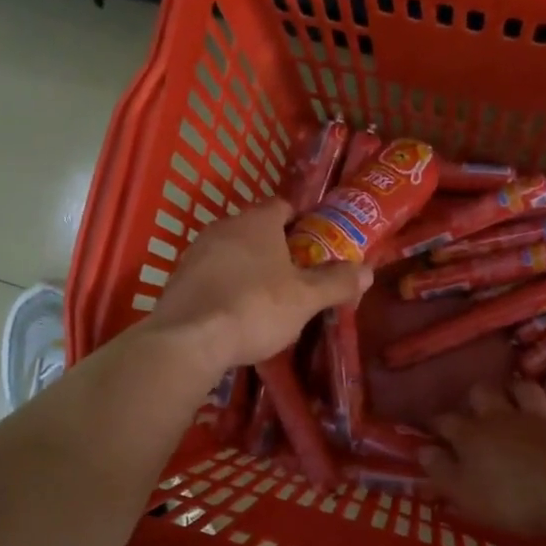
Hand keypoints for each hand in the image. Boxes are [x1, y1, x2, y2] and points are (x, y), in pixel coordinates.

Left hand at [148, 201, 368, 375]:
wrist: (189, 339)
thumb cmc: (255, 308)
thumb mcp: (305, 299)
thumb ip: (337, 283)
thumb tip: (368, 270)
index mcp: (257, 221)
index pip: (283, 206)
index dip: (302, 223)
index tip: (315, 245)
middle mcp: (223, 227)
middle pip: (255, 230)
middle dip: (275, 249)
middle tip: (295, 277)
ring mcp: (195, 252)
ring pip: (231, 253)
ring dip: (247, 269)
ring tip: (265, 299)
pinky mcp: (178, 279)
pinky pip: (210, 276)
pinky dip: (224, 288)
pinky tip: (234, 314)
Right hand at [423, 380, 545, 538]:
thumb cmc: (511, 499)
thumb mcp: (464, 494)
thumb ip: (440, 471)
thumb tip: (421, 451)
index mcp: (471, 434)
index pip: (445, 421)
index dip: (435, 425)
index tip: (431, 433)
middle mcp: (502, 417)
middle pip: (483, 392)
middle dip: (475, 399)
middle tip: (475, 414)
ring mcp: (540, 418)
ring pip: (525, 390)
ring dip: (518, 394)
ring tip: (514, 404)